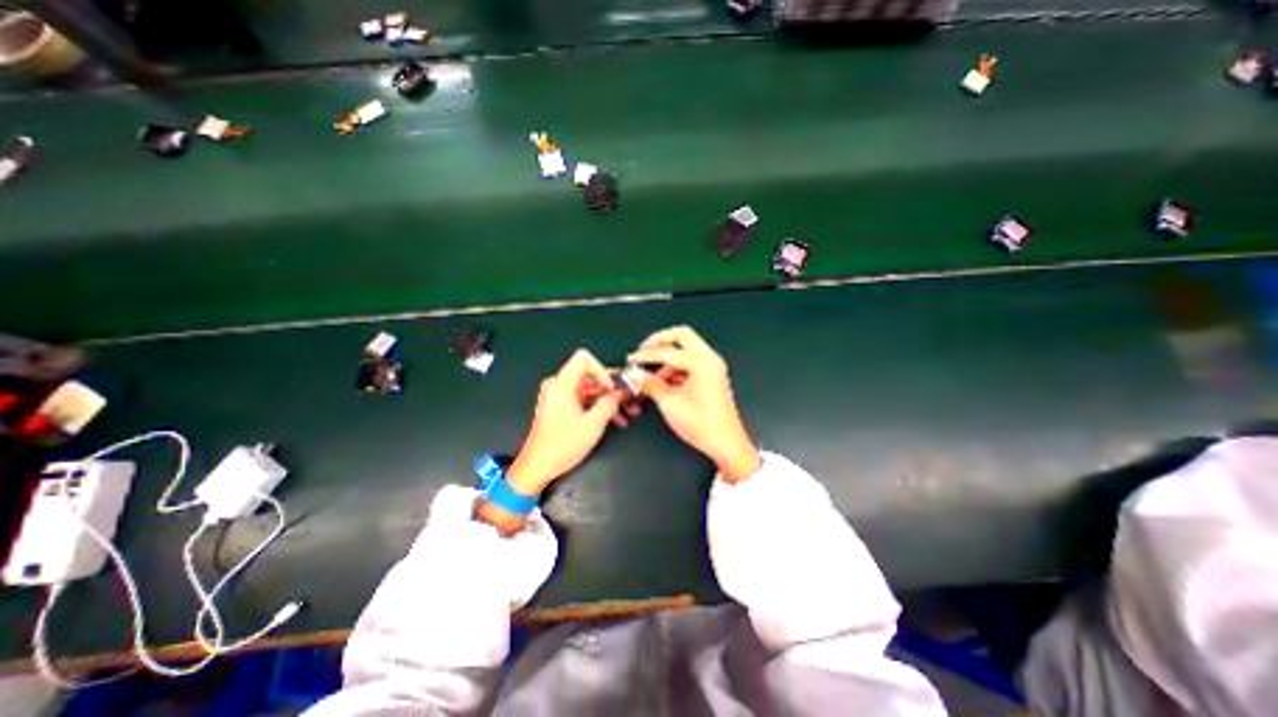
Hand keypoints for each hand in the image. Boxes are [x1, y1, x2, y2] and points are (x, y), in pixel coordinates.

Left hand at [510, 349, 626, 494]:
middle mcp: (558, 386)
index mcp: (562, 384)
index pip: (584, 358)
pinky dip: (598, 407)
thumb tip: (621, 392)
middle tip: (628, 400)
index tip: (612, 387)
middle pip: (589, 375)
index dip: (602, 370)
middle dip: (611, 388)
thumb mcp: (593, 424)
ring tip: (626, 413)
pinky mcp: (560, 407)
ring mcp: (558, 397)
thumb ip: (610, 403)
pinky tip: (614, 419)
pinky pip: (583, 399)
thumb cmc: (561, 445)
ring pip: (589, 389)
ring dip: (608, 400)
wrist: (538, 467)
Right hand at [627, 328, 756, 482]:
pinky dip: (676, 367)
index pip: (667, 351)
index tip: (631, 359)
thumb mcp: (670, 403)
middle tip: (644, 350)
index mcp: (701, 362)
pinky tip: (663, 382)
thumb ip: (650, 384)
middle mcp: (709, 358)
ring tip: (650, 375)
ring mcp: (712, 366)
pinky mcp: (711, 375)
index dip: (646, 355)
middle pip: (682, 336)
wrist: (726, 443)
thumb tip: (634, 374)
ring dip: (667, 357)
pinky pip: (691, 362)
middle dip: (660, 341)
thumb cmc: (700, 424)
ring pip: (687, 349)